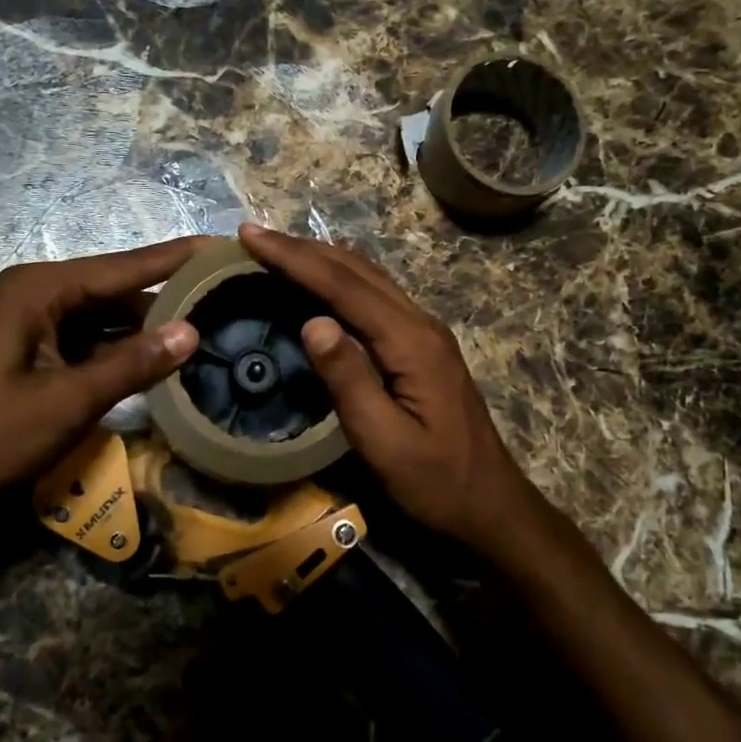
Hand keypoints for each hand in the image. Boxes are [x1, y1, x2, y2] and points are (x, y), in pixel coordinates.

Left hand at [0, 239, 201, 525]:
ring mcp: (20, 332)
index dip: (177, 258)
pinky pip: (77, 349)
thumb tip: (191, 332)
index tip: (223, 245)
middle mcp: (30, 298)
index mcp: (38, 290)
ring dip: (139, 335)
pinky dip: (111, 359)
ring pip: (95, 324)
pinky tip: (148, 373)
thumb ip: (131, 364)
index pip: (125, 266)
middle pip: (111, 292)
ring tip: (199, 338)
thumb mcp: (65, 402)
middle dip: (164, 302)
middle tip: (223, 305)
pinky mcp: (16, 364)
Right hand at [237, 223, 544, 559]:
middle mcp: (420, 324)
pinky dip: (341, 280)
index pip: (344, 285)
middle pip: (358, 270)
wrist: (490, 504)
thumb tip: (312, 321)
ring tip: (278, 251)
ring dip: (322, 259)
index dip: (295, 258)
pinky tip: (321, 285)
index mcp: (411, 342)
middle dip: (303, 249)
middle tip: (254, 236)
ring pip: (369, 278)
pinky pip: (376, 296)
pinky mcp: (422, 347)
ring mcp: (425, 333)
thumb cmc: (435, 482)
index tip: (250, 236)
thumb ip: (350, 380)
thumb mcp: (385, 442)